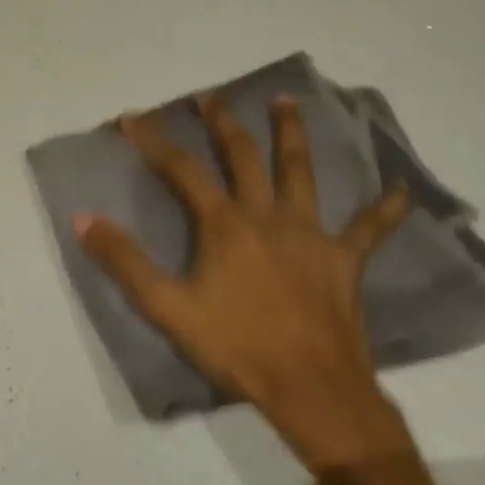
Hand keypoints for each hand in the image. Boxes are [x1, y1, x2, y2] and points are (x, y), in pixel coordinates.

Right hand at [76, 92, 414, 474]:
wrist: (310, 388)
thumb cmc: (235, 346)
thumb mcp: (167, 307)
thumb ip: (124, 261)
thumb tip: (84, 218)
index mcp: (225, 225)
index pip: (182, 170)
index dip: (154, 141)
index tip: (132, 117)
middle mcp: (268, 216)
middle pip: (243, 156)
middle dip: (222, 122)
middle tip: (210, 96)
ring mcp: (312, 234)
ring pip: (301, 171)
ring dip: (291, 134)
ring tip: (285, 101)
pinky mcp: (344, 260)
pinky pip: (369, 228)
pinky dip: (385, 208)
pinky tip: (400, 189)